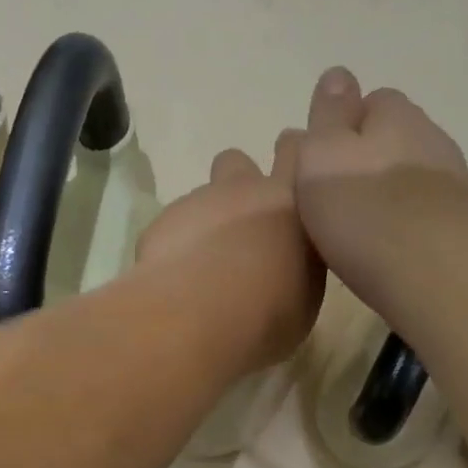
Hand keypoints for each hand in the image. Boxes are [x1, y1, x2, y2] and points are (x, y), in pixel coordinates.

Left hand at [136, 132, 324, 369]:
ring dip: (205, 222)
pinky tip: (178, 280)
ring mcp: (198, 203)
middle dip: (237, 184)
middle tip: (240, 224)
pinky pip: (172, 228)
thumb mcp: (305, 296)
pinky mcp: (162, 223)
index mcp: (291, 201)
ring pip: (202, 199)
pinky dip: (176, 247)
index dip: (290, 157)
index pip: (295, 152)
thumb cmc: (269, 312)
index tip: (290, 178)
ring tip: (204, 266)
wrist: (199, 316)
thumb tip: (287, 265)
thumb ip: (298, 264)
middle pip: (237, 163)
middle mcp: (244, 190)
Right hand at [293, 68, 467, 310]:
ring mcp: (453, 181)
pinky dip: (408, 220)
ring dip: (390, 191)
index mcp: (396, 114)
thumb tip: (338, 74)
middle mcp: (431, 137)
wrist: (432, 273)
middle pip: (395, 138)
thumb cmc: (363, 211)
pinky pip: (426, 210)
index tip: (323, 161)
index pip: (372, 101)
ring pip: (412, 175)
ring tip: (362, 226)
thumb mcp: (322, 155)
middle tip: (338, 196)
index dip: (346, 126)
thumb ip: (328, 114)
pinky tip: (390, 246)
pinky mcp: (463, 223)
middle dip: (370, 158)